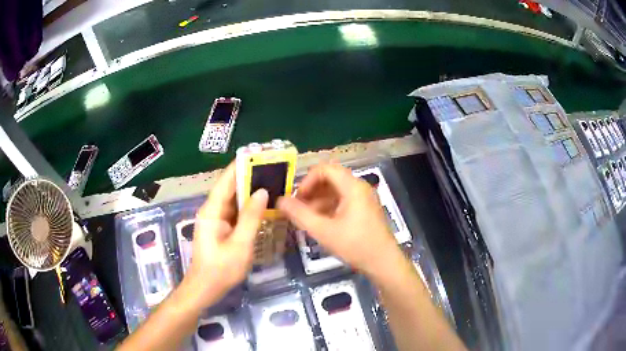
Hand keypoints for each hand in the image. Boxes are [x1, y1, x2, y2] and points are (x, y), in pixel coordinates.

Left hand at [182, 163, 267, 308]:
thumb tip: (263, 191)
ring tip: (273, 181)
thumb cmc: (221, 269)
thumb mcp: (240, 244)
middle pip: (231, 187)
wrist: (205, 289)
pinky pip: (235, 212)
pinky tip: (263, 205)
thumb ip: (251, 217)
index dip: (241, 165)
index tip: (260, 153)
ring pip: (234, 200)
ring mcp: (216, 219)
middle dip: (250, 176)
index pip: (226, 180)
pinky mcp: (221, 228)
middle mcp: (212, 210)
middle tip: (273, 168)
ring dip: (250, 191)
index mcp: (212, 210)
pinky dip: (248, 207)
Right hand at [278, 163, 399, 277]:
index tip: (297, 199)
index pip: (324, 169)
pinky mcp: (365, 209)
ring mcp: (364, 198)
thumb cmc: (355, 246)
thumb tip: (280, 201)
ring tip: (306, 218)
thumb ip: (300, 215)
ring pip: (336, 190)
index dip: (307, 181)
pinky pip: (343, 200)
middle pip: (330, 179)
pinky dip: (329, 207)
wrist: (383, 263)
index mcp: (352, 187)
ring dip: (318, 200)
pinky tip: (320, 223)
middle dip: (311, 191)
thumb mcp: (323, 231)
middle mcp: (359, 187)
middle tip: (298, 209)